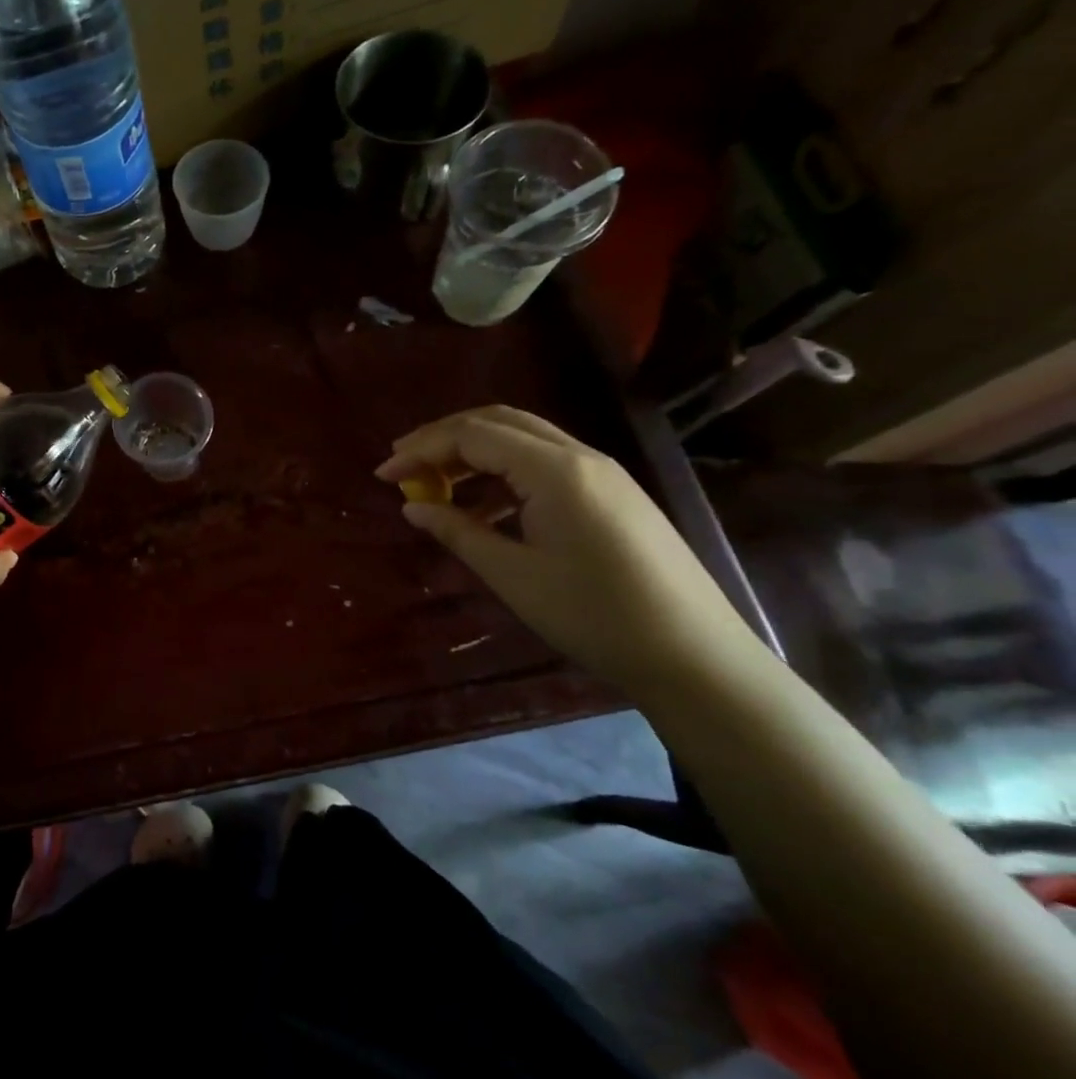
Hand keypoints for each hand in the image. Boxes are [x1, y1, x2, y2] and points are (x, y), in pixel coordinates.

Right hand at [376, 406, 766, 690]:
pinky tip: (483, 503)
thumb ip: (458, 532)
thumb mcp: (513, 576)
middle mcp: (580, 456)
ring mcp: (602, 472)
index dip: (421, 450)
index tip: (382, 475)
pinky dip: (503, 469)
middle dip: (443, 437)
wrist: (695, 656)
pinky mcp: (612, 493)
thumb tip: (412, 506)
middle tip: (403, 464)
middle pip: (498, 422)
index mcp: (555, 470)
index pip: (472, 436)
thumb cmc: (594, 616)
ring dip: (473, 450)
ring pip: (523, 437)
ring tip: (433, 481)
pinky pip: (544, 461)